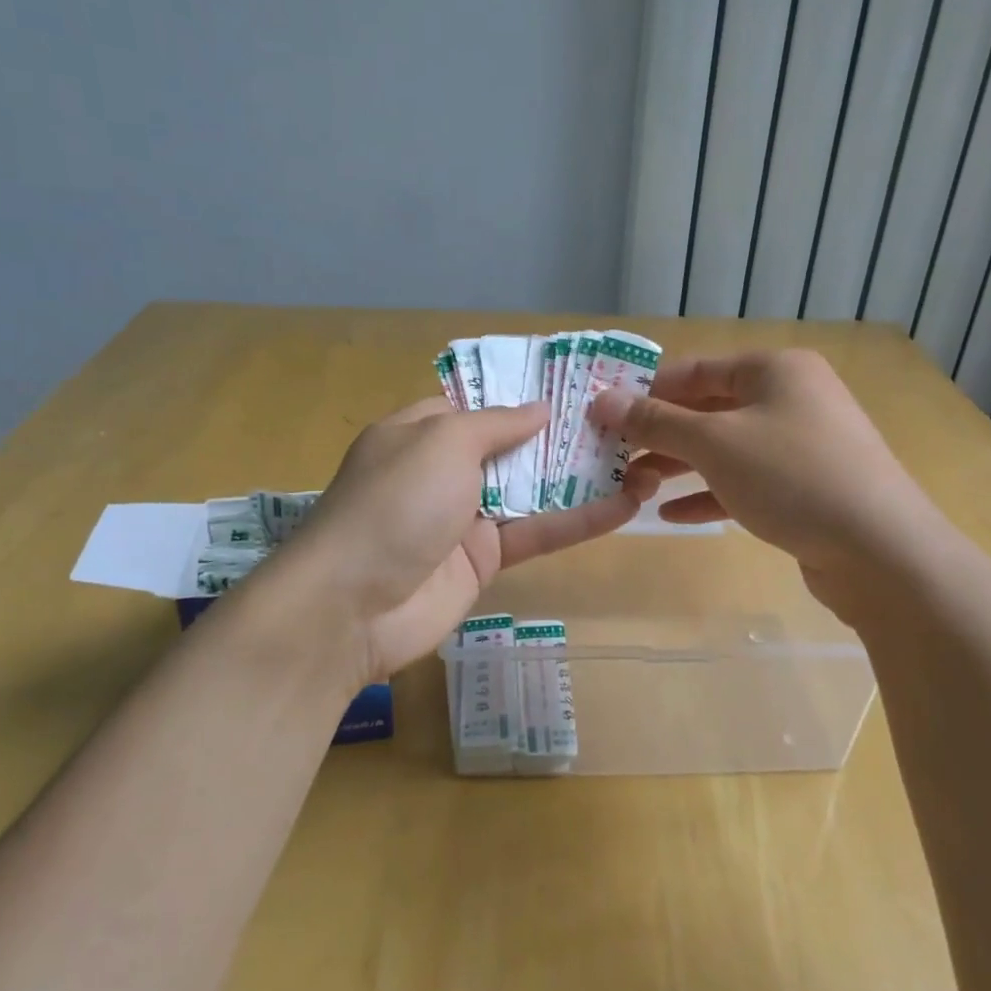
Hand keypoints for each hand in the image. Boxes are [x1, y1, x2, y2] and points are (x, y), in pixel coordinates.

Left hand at [286, 398, 655, 684]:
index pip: (477, 404)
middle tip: (621, 417)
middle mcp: (443, 470)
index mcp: (421, 432)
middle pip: (511, 445)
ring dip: (581, 476)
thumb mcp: (443, 442)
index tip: (575, 384)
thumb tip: (540, 407)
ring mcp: (466, 516)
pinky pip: (538, 532)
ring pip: (532, 489)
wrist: (351, 607)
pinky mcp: (485, 560)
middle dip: (561, 433)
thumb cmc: (394, 502)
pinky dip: (579, 521)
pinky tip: (625, 505)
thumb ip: (496, 423)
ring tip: (639, 457)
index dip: (523, 394)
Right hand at [587, 350, 942, 619]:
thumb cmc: (791, 476)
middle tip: (612, 454)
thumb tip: (602, 401)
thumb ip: (655, 421)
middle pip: (710, 409)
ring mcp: (803, 445)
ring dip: (680, 466)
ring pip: (727, 448)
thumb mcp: (714, 443)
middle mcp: (791, 398)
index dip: (647, 390)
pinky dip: (712, 493)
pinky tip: (673, 515)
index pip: (696, 369)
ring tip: (633, 486)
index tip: (604, 413)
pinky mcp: (807, 488)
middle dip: (660, 433)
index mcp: (775, 369)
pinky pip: (747, 481)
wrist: (881, 551)